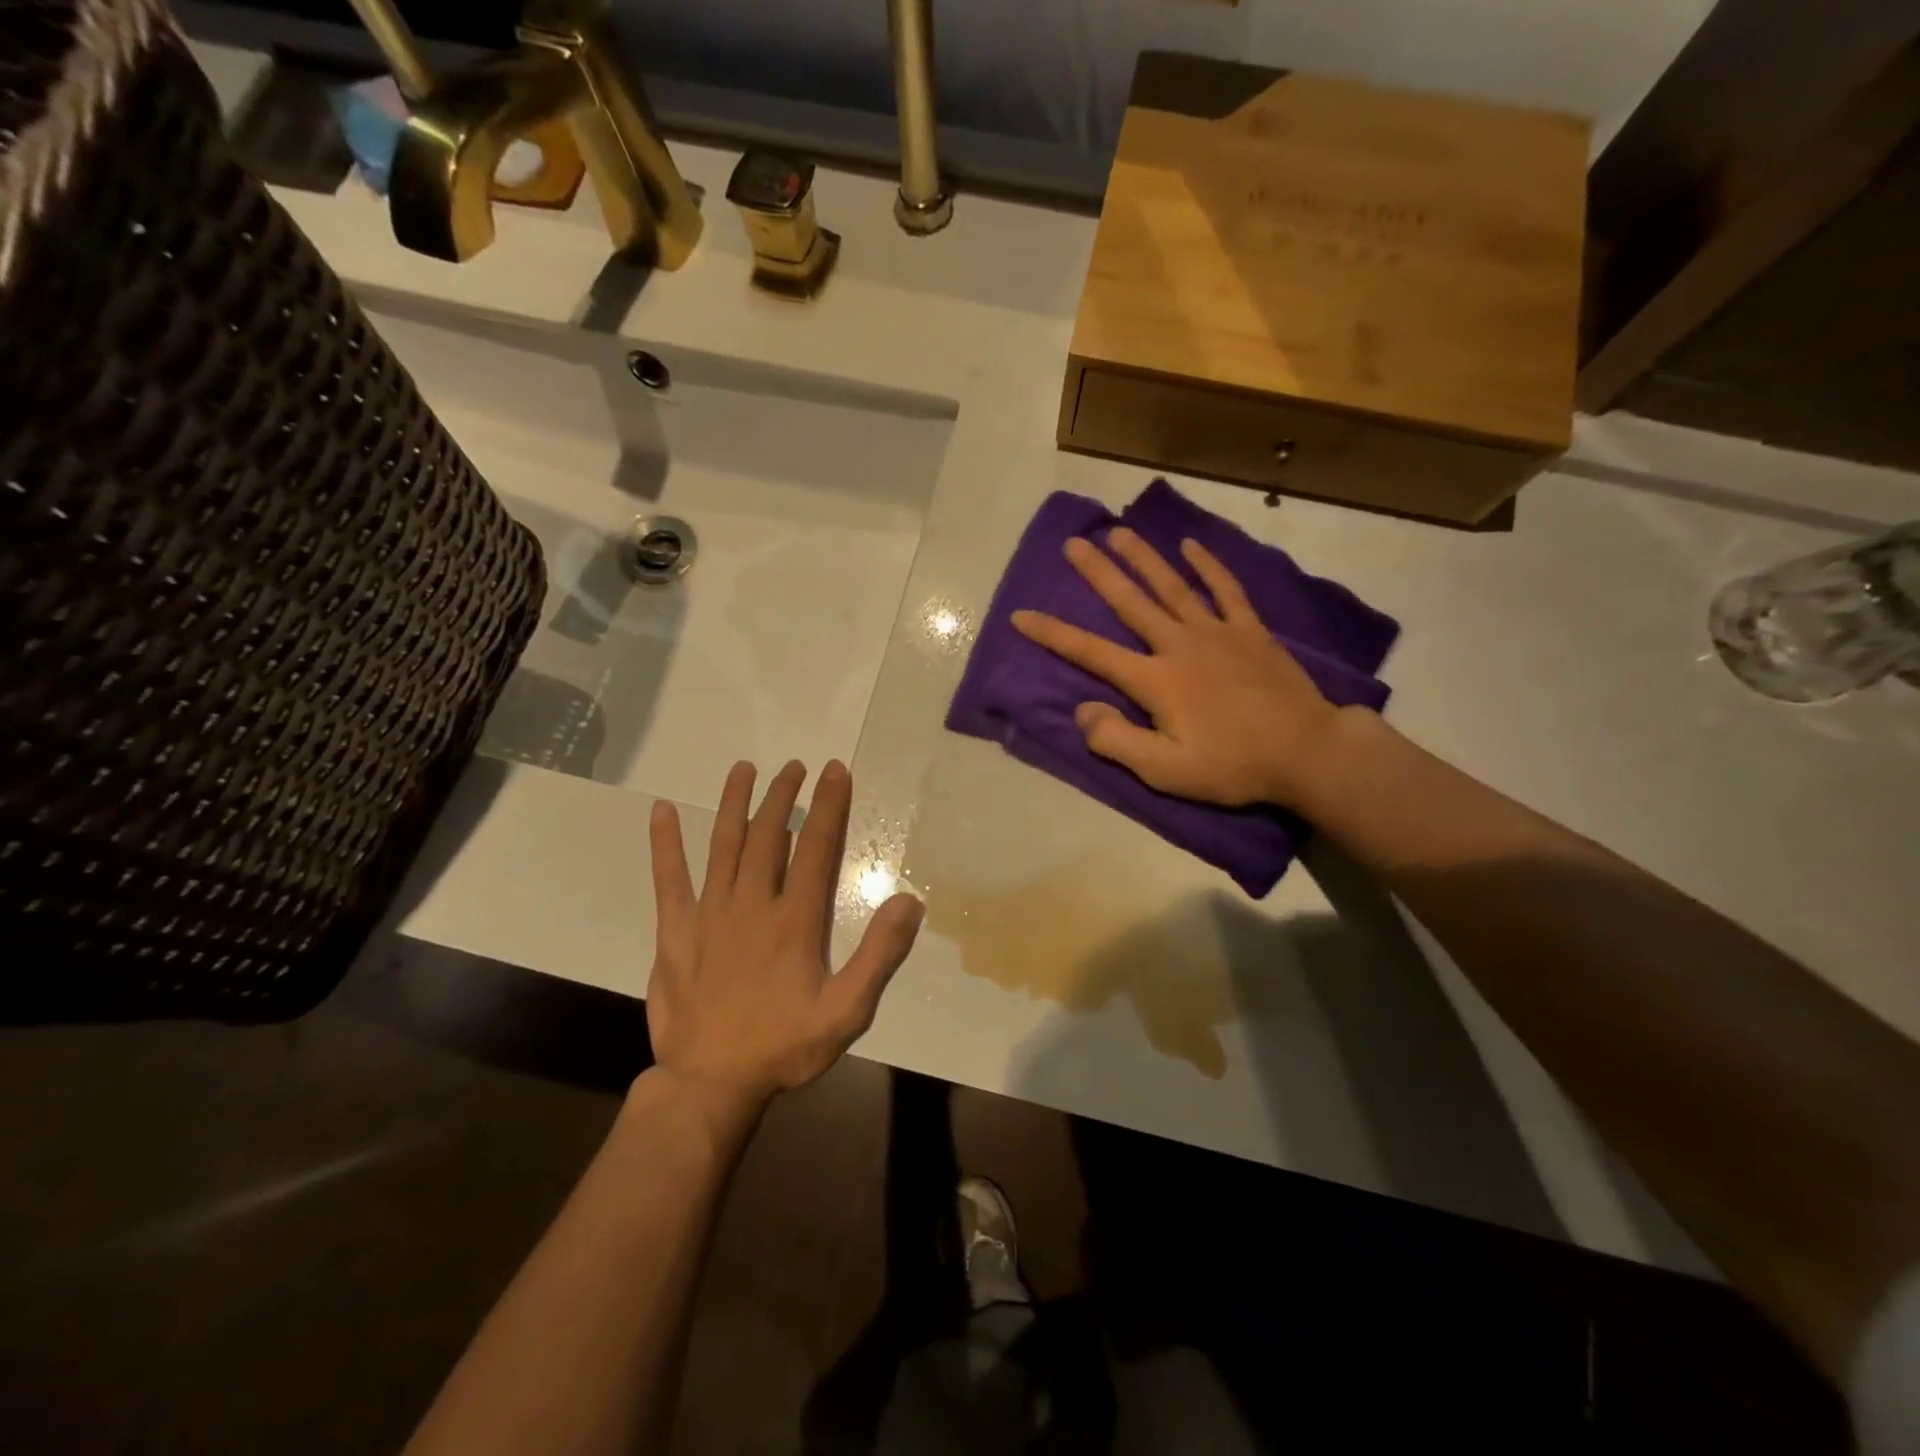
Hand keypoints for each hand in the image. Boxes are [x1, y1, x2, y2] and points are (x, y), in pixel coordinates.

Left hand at [646, 760, 923, 1113]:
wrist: (709, 1084)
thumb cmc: (783, 1046)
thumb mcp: (846, 1012)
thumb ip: (879, 955)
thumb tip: (908, 901)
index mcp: (793, 921)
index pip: (816, 849)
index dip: (828, 806)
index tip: (834, 771)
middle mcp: (751, 904)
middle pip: (768, 836)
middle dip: (784, 796)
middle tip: (795, 766)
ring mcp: (708, 914)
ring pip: (723, 845)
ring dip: (734, 803)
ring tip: (744, 769)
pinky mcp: (674, 931)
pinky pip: (668, 879)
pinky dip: (664, 844)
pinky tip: (660, 811)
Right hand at [1012, 528, 1344, 809]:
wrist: (1307, 753)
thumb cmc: (1232, 765)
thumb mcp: (1164, 770)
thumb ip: (1116, 741)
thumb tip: (1082, 710)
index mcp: (1154, 680)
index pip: (1091, 652)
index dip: (1053, 634)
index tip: (1021, 615)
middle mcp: (1179, 645)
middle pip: (1131, 602)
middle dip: (1099, 572)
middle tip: (1075, 542)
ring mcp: (1218, 633)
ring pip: (1173, 586)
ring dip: (1144, 558)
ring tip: (1120, 532)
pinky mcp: (1251, 632)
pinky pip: (1226, 591)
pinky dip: (1209, 566)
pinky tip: (1191, 546)